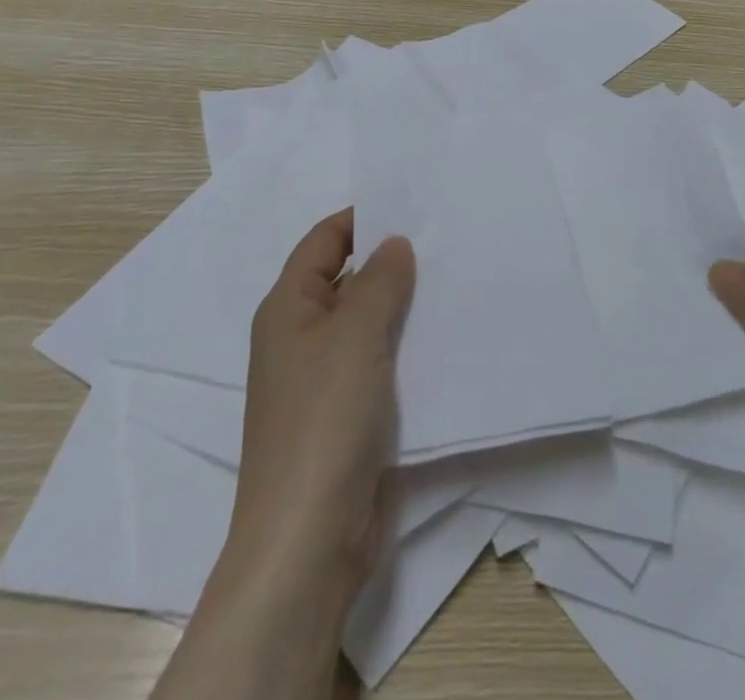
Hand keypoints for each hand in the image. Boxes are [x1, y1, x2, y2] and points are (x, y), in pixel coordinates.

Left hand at [156, 211, 413, 699]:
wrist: (308, 539)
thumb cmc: (324, 420)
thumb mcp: (355, 334)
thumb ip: (379, 281)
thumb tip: (394, 243)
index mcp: (288, 308)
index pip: (323, 241)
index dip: (361, 218)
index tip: (412, 205)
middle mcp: (301, 337)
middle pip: (346, 279)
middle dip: (390, 261)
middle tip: (446, 240)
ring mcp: (324, 379)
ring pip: (367, 323)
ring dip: (403, 305)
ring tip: (455, 280)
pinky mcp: (347, 415)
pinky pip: (379, 362)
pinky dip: (406, 346)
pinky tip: (447, 338)